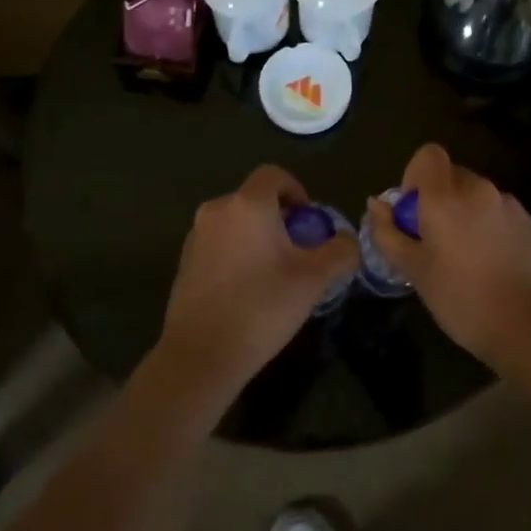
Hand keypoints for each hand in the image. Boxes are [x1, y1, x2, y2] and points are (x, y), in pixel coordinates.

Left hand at [153, 165, 358, 409]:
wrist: (201, 355)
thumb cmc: (262, 307)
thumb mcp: (315, 279)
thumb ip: (340, 251)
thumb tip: (347, 240)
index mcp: (248, 204)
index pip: (274, 175)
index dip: (297, 191)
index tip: (309, 223)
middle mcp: (217, 210)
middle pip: (255, 198)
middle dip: (280, 217)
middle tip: (297, 250)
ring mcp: (196, 236)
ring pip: (236, 222)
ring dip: (258, 236)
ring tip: (274, 273)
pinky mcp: (184, 262)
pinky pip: (219, 244)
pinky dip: (237, 253)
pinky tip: (247, 290)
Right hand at [366, 144, 530, 370]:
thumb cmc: (463, 299)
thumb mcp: (415, 272)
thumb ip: (389, 234)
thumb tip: (376, 204)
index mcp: (446, 197)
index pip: (428, 155)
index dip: (415, 176)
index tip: (413, 213)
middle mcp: (480, 189)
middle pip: (452, 176)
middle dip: (439, 200)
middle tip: (434, 242)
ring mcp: (509, 205)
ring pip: (477, 196)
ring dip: (465, 214)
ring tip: (465, 259)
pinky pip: (499, 214)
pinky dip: (489, 228)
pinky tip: (492, 266)